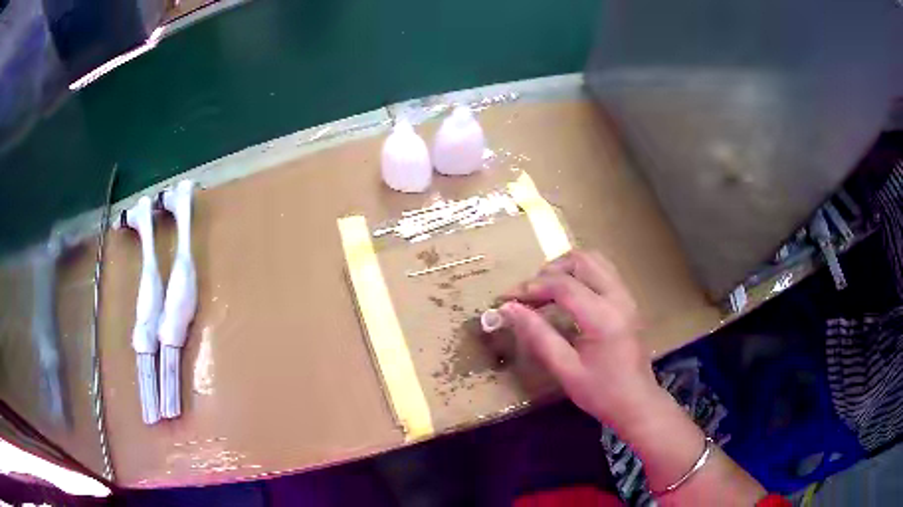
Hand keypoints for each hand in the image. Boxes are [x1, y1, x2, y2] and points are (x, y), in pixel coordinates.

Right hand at [499, 249, 659, 432]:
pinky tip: (568, 294)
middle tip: (529, 294)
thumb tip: (509, 310)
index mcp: (603, 317)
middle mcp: (618, 297)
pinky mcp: (629, 301)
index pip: (562, 285)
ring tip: (546, 290)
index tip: (507, 299)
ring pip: (595, 260)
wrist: (637, 403)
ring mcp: (627, 296)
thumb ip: (538, 335)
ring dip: (566, 268)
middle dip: (549, 271)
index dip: (530, 287)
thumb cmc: (601, 393)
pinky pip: (603, 271)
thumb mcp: (565, 369)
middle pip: (581, 260)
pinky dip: (581, 274)